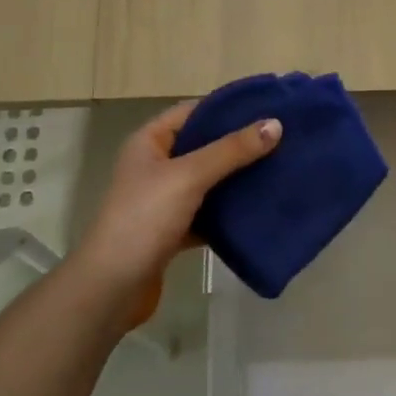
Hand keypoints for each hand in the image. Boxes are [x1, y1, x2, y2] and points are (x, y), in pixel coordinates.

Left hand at [71, 102, 281, 320]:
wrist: (112, 288)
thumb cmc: (144, 220)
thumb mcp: (189, 177)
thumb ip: (232, 151)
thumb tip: (275, 124)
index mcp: (149, 143)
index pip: (193, 112)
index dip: (228, 108)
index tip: (269, 107)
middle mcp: (155, 167)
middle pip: (203, 146)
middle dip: (239, 144)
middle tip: (283, 140)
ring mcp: (163, 201)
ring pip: (208, 182)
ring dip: (238, 178)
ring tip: (279, 170)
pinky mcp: (172, 232)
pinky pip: (208, 213)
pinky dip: (229, 212)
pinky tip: (260, 210)